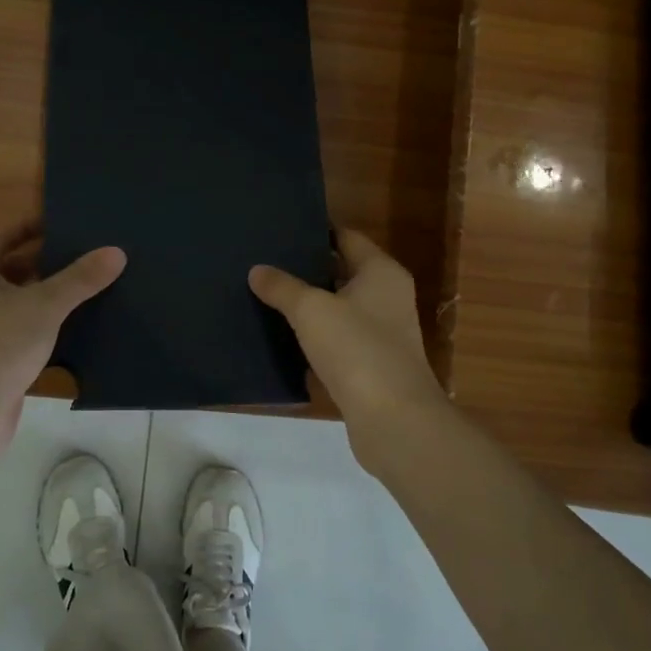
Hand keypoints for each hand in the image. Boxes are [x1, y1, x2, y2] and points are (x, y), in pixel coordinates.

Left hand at [0, 218, 124, 446]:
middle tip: (88, 256)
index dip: (36, 225)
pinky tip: (74, 327)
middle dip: (48, 261)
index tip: (71, 225)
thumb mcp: (44, 306)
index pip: (4, 232)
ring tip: (89, 288)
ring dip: (47, 294)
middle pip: (11, 265)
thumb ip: (80, 279)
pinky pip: (17, 327)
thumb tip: (116, 252)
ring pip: (15, 299)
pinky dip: (41, 323)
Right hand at [249, 229, 446, 462]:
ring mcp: (381, 334)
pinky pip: (337, 343)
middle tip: (265, 262)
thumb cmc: (357, 349)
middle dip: (306, 269)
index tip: (281, 229)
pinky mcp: (371, 367)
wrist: (394, 421)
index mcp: (381, 272)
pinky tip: (281, 338)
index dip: (316, 231)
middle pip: (341, 272)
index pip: (346, 237)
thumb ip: (282, 287)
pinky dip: (314, 339)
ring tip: (265, 296)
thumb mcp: (311, 310)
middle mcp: (387, 297)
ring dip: (308, 307)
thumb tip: (257, 270)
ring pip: (337, 310)